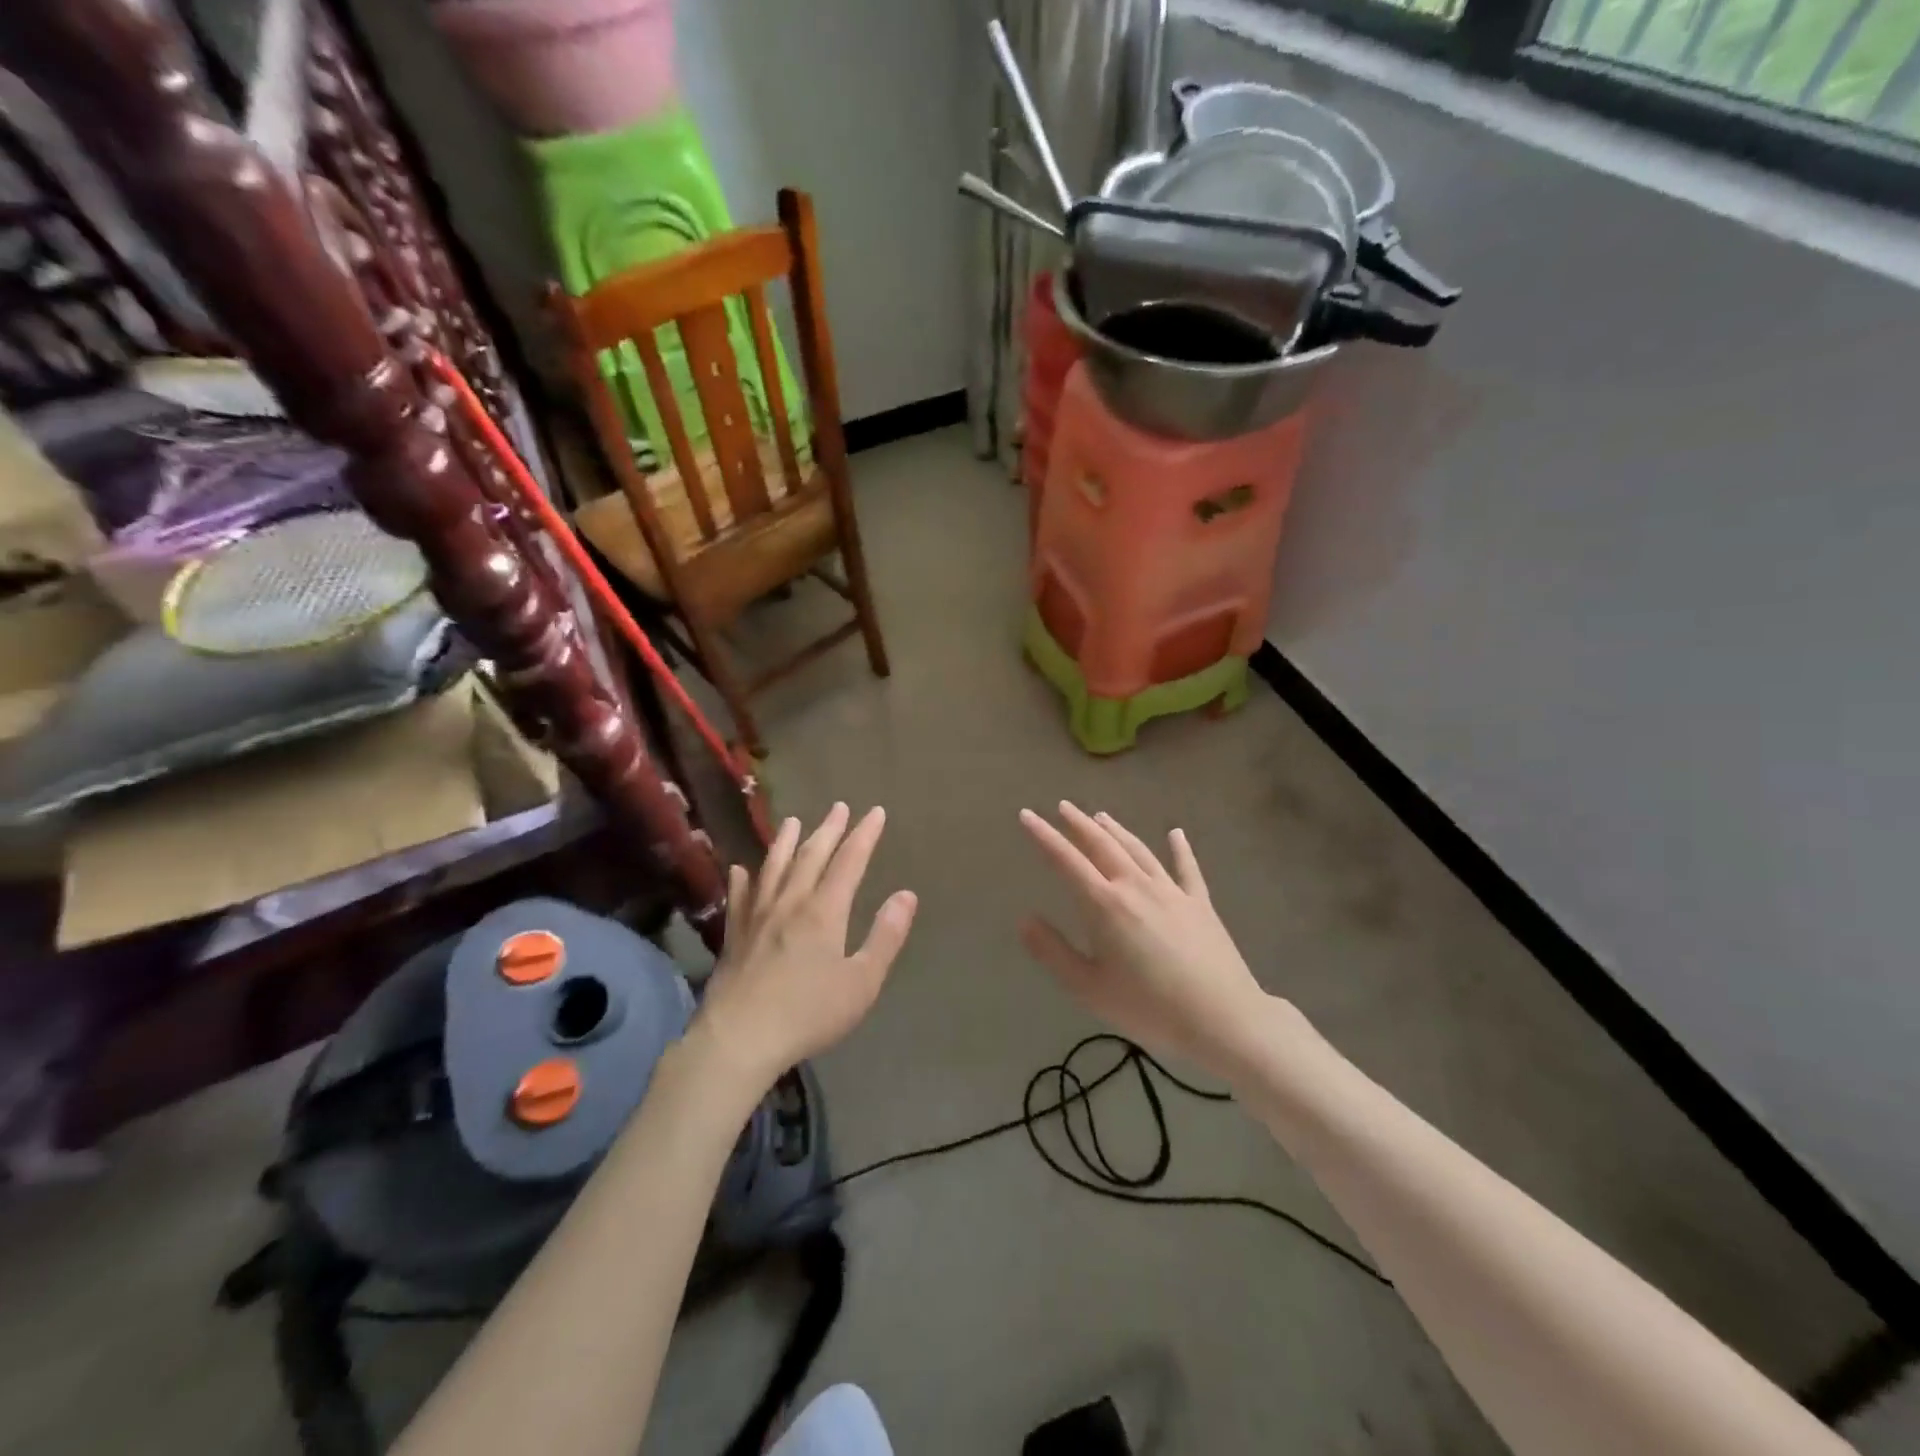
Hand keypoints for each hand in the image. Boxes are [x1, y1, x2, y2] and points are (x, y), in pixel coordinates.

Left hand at [691, 804, 916, 1086]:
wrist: (739, 1039)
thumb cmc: (809, 1013)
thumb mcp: (862, 981)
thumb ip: (885, 936)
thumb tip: (906, 895)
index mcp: (825, 911)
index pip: (849, 861)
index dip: (864, 835)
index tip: (875, 812)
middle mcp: (790, 902)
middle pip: (811, 856)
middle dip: (829, 829)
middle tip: (839, 807)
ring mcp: (757, 916)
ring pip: (773, 867)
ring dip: (786, 842)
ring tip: (793, 821)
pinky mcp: (734, 935)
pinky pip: (739, 896)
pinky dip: (742, 879)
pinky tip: (740, 869)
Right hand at [1019, 803, 1271, 1078]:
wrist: (1223, 1018)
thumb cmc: (1149, 1008)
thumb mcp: (1089, 988)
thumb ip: (1053, 952)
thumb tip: (1024, 920)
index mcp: (1105, 905)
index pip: (1066, 861)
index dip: (1044, 836)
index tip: (1026, 815)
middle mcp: (1135, 886)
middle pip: (1102, 845)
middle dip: (1079, 824)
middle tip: (1063, 806)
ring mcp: (1171, 891)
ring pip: (1138, 850)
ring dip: (1117, 830)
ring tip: (1101, 815)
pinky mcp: (1200, 903)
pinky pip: (1187, 868)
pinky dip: (1180, 849)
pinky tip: (1176, 833)